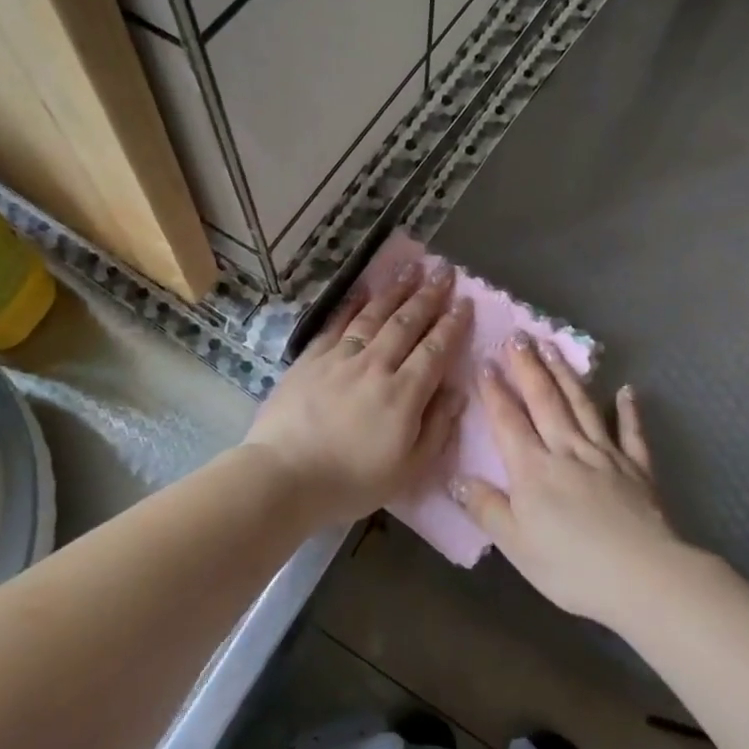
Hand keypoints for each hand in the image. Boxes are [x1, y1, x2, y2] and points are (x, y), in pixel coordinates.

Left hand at [243, 262, 471, 524]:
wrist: (283, 477)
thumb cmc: (350, 482)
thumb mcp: (408, 470)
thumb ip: (437, 428)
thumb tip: (457, 391)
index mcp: (403, 394)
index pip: (435, 350)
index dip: (452, 324)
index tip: (465, 302)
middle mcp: (375, 366)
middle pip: (406, 323)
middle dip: (429, 294)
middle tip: (444, 270)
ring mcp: (340, 358)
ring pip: (374, 315)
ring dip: (395, 289)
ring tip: (412, 266)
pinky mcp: (311, 359)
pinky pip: (338, 323)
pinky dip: (354, 304)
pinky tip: (364, 291)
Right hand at [453, 337, 682, 626]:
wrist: (643, 577)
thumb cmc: (572, 567)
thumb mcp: (516, 545)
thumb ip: (487, 508)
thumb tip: (456, 478)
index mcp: (534, 469)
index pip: (509, 421)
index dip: (495, 391)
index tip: (485, 361)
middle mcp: (567, 450)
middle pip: (545, 401)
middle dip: (529, 367)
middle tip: (519, 335)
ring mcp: (606, 455)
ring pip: (581, 406)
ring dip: (566, 375)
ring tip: (553, 346)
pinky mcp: (637, 468)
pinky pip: (631, 433)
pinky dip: (628, 410)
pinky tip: (626, 390)